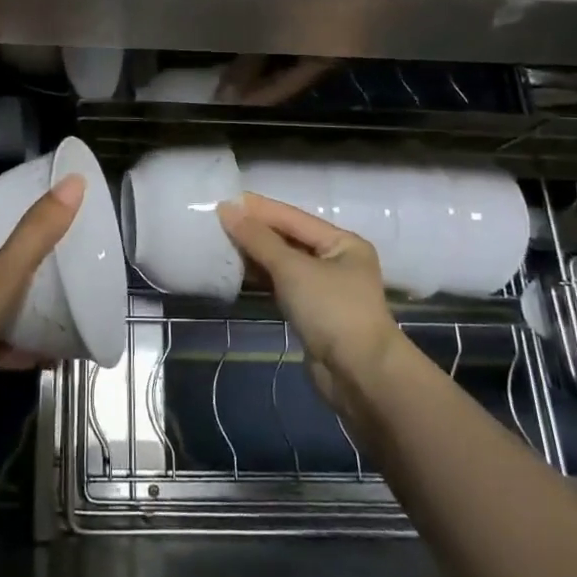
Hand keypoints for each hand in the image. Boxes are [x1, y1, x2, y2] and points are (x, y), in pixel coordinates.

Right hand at [218, 192, 401, 401]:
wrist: (360, 375)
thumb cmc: (332, 310)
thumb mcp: (292, 268)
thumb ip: (258, 238)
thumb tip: (227, 208)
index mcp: (342, 242)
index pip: (293, 217)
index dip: (259, 209)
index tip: (224, 200)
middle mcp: (337, 261)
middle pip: (289, 239)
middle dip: (255, 231)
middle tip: (217, 221)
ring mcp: (325, 290)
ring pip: (284, 264)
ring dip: (255, 255)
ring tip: (221, 243)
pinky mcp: (313, 314)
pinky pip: (282, 286)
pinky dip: (262, 278)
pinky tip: (237, 272)